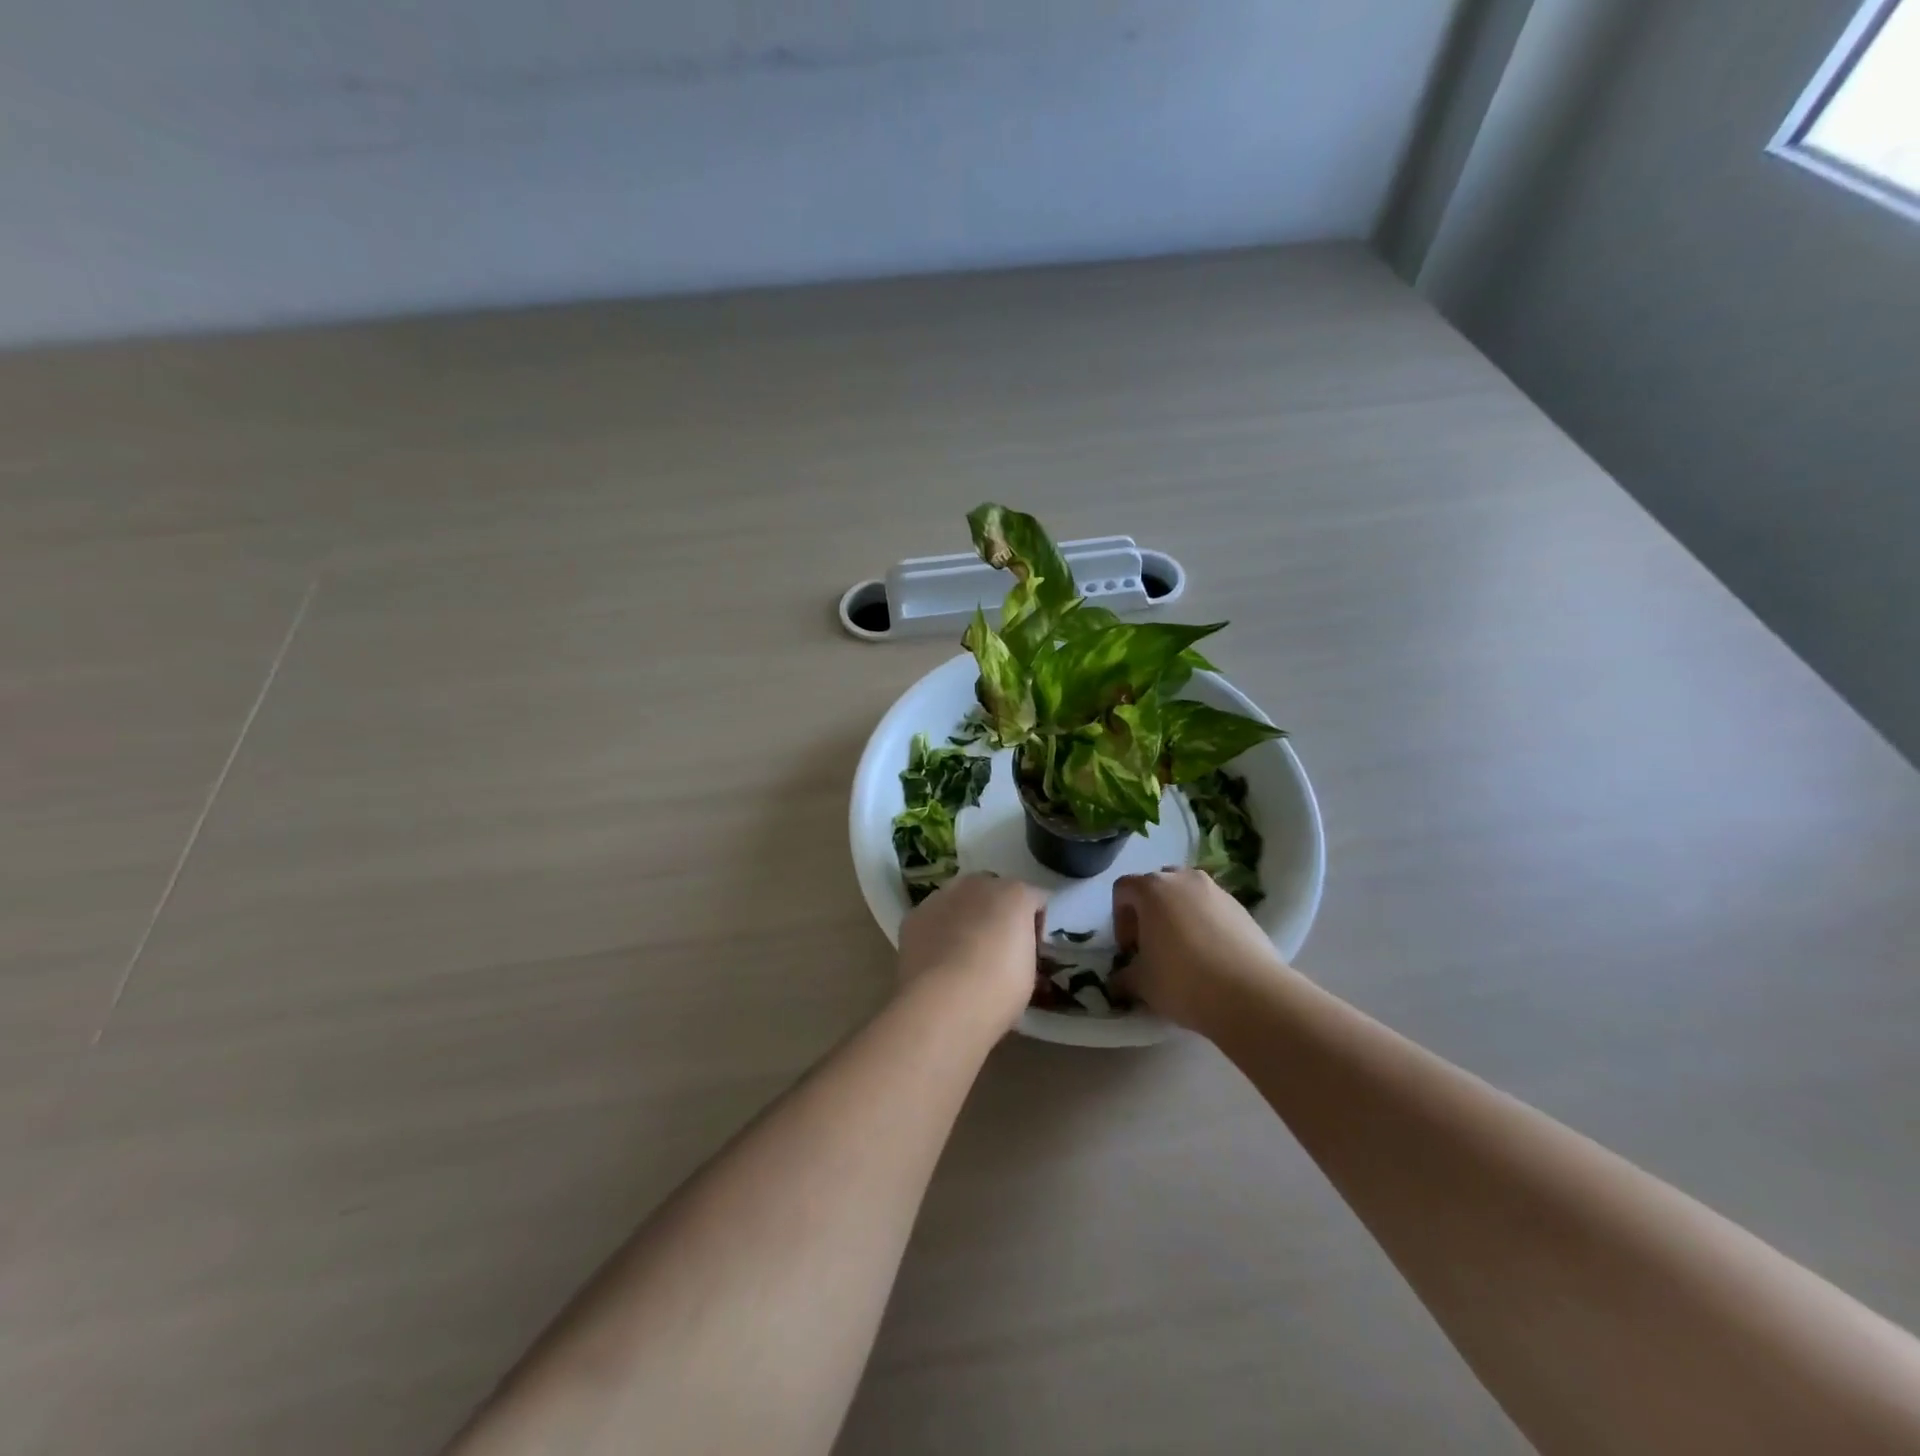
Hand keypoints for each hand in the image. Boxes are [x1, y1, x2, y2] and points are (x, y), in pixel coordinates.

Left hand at [899, 874, 1046, 1032]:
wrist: (942, 1004)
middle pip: (995, 891)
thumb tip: (1016, 952)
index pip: (1036, 900)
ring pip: (960, 900)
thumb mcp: (1029, 974)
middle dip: (998, 913)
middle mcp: (979, 884)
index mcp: (1016, 894)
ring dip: (966, 917)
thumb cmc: (998, 990)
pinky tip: (938, 959)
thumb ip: (1025, 949)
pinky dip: (938, 931)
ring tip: (963, 954)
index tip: (1032, 952)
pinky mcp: (914, 915)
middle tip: (998, 948)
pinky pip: (934, 917)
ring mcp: (942, 896)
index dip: (1036, 926)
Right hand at [1112, 868, 1289, 1029]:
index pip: (1123, 889)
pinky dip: (1205, 924)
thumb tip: (1118, 981)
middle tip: (1153, 946)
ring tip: (1183, 952)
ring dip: (1178, 915)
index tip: (1130, 949)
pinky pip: (1212, 909)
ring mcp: (1217, 891)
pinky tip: (1210, 957)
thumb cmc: (1183, 981)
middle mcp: (1184, 879)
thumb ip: (1123, 977)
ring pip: (1187, 895)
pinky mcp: (1242, 908)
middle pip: (1157, 886)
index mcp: (1152, 889)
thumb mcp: (1141, 984)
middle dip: (1149, 912)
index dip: (1120, 918)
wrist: (1251, 995)